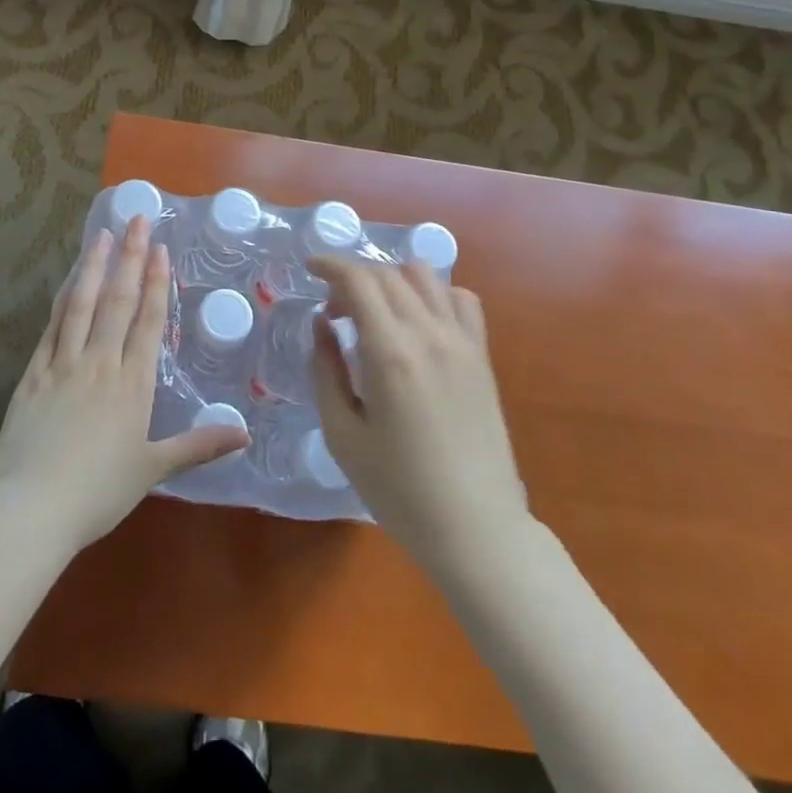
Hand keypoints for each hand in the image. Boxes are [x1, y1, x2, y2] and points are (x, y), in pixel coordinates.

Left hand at [0, 216, 248, 551]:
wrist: (32, 507)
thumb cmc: (98, 492)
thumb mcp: (153, 470)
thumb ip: (198, 446)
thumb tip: (245, 433)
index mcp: (132, 384)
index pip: (147, 322)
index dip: (155, 283)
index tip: (159, 249)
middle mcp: (100, 363)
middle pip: (118, 301)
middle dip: (130, 258)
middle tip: (136, 220)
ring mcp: (63, 364)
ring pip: (82, 304)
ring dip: (94, 267)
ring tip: (102, 234)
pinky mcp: (33, 374)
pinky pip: (52, 327)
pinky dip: (62, 300)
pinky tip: (68, 281)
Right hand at [309, 258, 529, 573]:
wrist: (475, 528)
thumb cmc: (398, 489)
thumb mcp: (342, 434)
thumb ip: (326, 369)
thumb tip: (322, 323)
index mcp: (390, 353)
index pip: (358, 280)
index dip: (330, 265)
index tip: (309, 268)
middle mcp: (429, 333)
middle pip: (387, 273)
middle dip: (353, 278)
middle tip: (334, 312)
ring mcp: (462, 342)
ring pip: (426, 276)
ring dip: (392, 280)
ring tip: (375, 312)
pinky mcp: (482, 356)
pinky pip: (461, 300)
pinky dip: (434, 294)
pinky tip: (419, 321)